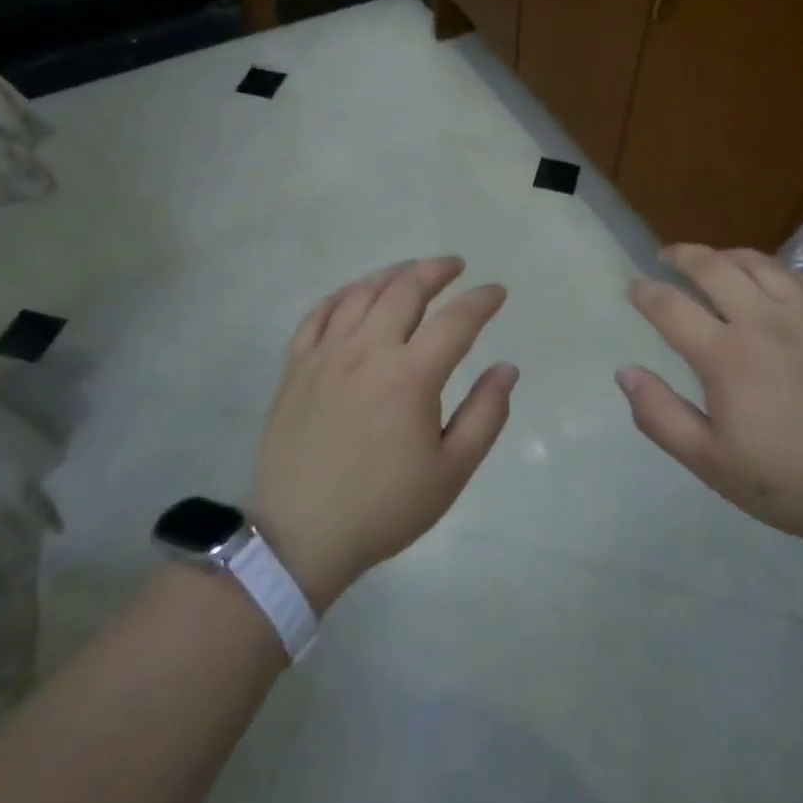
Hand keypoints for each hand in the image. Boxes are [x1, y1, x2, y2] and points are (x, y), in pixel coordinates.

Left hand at [247, 257, 515, 610]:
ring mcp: (325, 355)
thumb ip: (486, 415)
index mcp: (410, 376)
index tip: (497, 292)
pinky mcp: (296, 366)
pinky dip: (343, 294)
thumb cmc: (384, 507)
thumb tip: (507, 368)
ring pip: (361, 293)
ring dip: (393, 274)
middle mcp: (367, 351)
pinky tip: (356, 294)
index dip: (482, 300)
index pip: (456, 320)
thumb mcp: (451, 471)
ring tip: (412, 271)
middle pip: (406, 289)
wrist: (300, 535)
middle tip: (456, 266)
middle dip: (437, 270)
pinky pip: (318, 313)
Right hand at [617, 244, 802, 544]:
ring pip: (758, 262)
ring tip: (713, 262)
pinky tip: (772, 282)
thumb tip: (624, 372)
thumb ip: (661, 416)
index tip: (633, 288)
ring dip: (726, 255)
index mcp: (726, 355)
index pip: (671, 307)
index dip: (646, 293)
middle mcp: (763, 320)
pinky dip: (775, 270)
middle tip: (666, 256)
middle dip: (682, 255)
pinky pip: (802, 277)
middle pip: (713, 266)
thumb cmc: (792, 481)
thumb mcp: (712, 464)